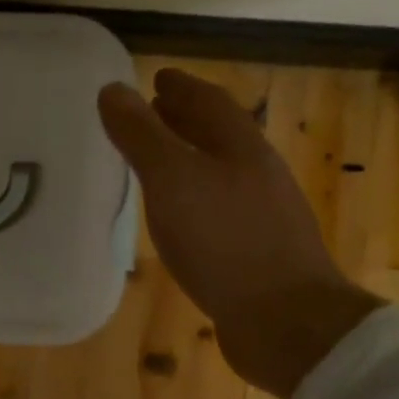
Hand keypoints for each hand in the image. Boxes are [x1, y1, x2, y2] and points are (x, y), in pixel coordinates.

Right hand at [98, 69, 380, 398]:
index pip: (209, 103)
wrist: (285, 321)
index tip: (157, 77)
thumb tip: (113, 89)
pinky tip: (175, 214)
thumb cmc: (225, 240)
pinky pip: (216, 206)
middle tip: (152, 111)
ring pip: (218, 171)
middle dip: (185, 119)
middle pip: (218, 134)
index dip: (181, 87)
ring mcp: (259, 214)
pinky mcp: (253, 251)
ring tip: (155, 159)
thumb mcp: (172, 180)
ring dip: (188, 157)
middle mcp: (255, 174)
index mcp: (241, 149)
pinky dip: (191, 196)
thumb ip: (141, 135)